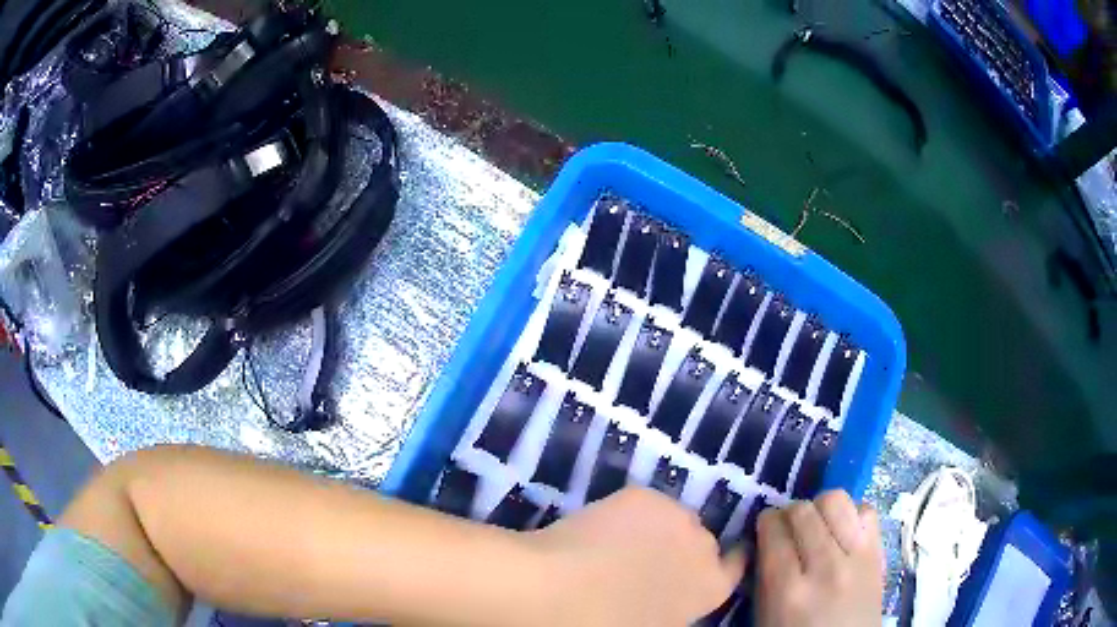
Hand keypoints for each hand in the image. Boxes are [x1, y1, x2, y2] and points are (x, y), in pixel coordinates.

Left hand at [528, 487, 744, 625]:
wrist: (560, 592)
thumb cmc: (608, 625)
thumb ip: (676, 609)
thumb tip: (668, 598)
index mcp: (710, 588)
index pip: (735, 565)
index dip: (721, 563)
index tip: (703, 564)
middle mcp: (704, 547)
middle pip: (702, 542)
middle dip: (680, 550)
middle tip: (646, 562)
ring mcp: (675, 515)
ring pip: (674, 519)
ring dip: (658, 529)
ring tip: (620, 544)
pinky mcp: (644, 495)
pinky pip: (645, 505)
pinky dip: (631, 514)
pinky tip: (601, 529)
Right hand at [754, 490, 883, 626]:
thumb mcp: (766, 615)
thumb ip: (764, 576)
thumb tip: (766, 538)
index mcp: (788, 590)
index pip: (773, 531)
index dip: (766, 523)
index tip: (766, 528)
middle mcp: (824, 567)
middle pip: (803, 511)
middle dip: (790, 513)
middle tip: (790, 527)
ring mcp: (857, 557)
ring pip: (836, 500)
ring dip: (821, 508)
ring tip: (819, 525)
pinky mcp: (879, 552)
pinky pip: (866, 510)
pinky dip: (852, 514)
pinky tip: (843, 531)